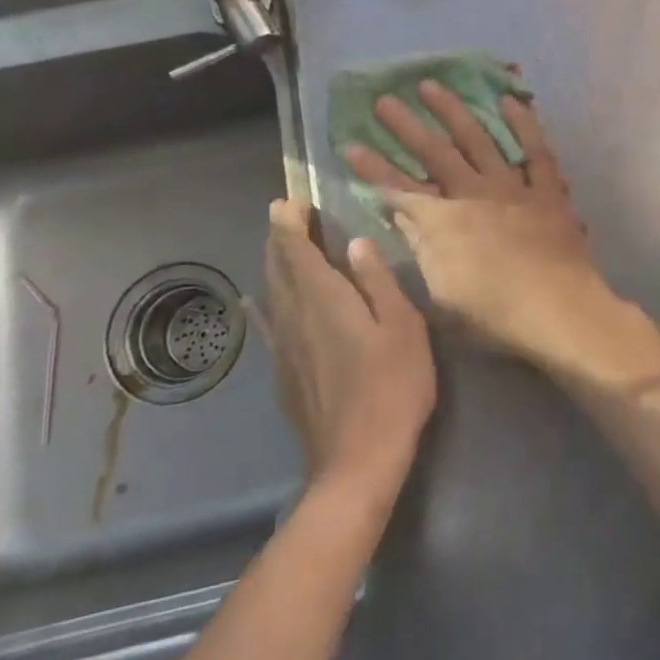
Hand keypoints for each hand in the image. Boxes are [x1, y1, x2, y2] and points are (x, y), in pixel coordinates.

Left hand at [262, 198, 436, 502]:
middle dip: (279, 236)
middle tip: (286, 213)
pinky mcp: (284, 373)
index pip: (295, 247)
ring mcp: (284, 347)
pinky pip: (269, 325)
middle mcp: (294, 315)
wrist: (358, 460)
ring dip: (273, 264)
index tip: (293, 199)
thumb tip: (356, 243)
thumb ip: (377, 281)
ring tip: (279, 246)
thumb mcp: (402, 326)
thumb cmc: (392, 386)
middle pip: (277, 266)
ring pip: (270, 293)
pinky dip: (264, 304)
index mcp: (323, 298)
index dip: (290, 220)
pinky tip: (256, 303)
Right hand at [343, 81, 613, 368]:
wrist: (558, 311)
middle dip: (405, 127)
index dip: (373, 169)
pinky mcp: (547, 191)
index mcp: (444, 222)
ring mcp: (512, 188)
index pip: (399, 189)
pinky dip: (523, 125)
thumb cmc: (495, 313)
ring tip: (431, 86)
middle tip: (384, 99)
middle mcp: (474, 194)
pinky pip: (535, 151)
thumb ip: (421, 244)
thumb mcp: (442, 290)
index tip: (350, 146)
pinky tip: (509, 102)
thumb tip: (401, 211)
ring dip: (453, 112)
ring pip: (479, 140)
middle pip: (434, 154)